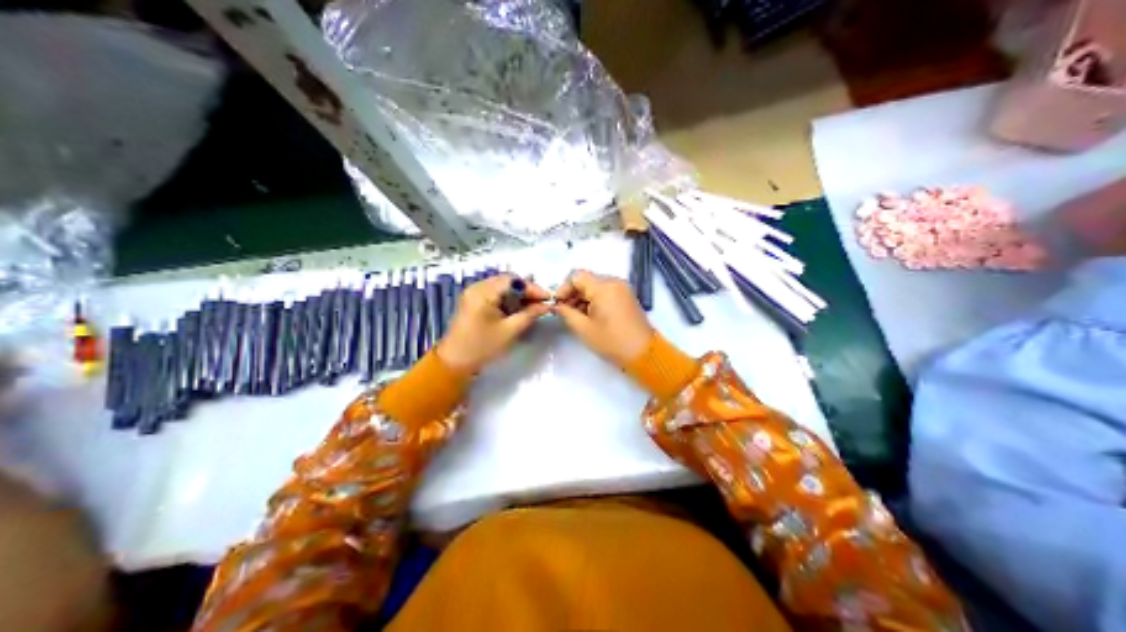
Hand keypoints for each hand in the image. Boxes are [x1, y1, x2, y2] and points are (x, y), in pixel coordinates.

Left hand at [435, 273, 550, 371]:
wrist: (455, 362)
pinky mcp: (473, 301)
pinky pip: (494, 293)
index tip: (548, 298)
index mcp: (483, 292)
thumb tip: (547, 305)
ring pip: (502, 287)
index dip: (532, 288)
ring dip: (518, 295)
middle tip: (542, 303)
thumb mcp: (509, 331)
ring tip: (533, 306)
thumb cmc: (482, 347)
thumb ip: (529, 315)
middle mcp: (476, 287)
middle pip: (507, 281)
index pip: (513, 281)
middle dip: (526, 290)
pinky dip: (508, 299)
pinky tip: (518, 309)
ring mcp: (473, 293)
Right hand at [553, 270, 650, 366]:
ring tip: (576, 316)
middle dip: (573, 293)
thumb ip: (567, 313)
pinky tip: (589, 315)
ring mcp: (622, 288)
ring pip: (595, 285)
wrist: (644, 353)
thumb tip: (557, 305)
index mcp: (603, 287)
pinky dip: (595, 299)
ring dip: (583, 297)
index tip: (558, 303)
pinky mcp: (626, 296)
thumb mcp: (584, 329)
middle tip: (564, 311)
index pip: (576, 276)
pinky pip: (606, 291)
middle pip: (587, 279)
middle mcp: (614, 282)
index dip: (563, 288)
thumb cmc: (612, 342)